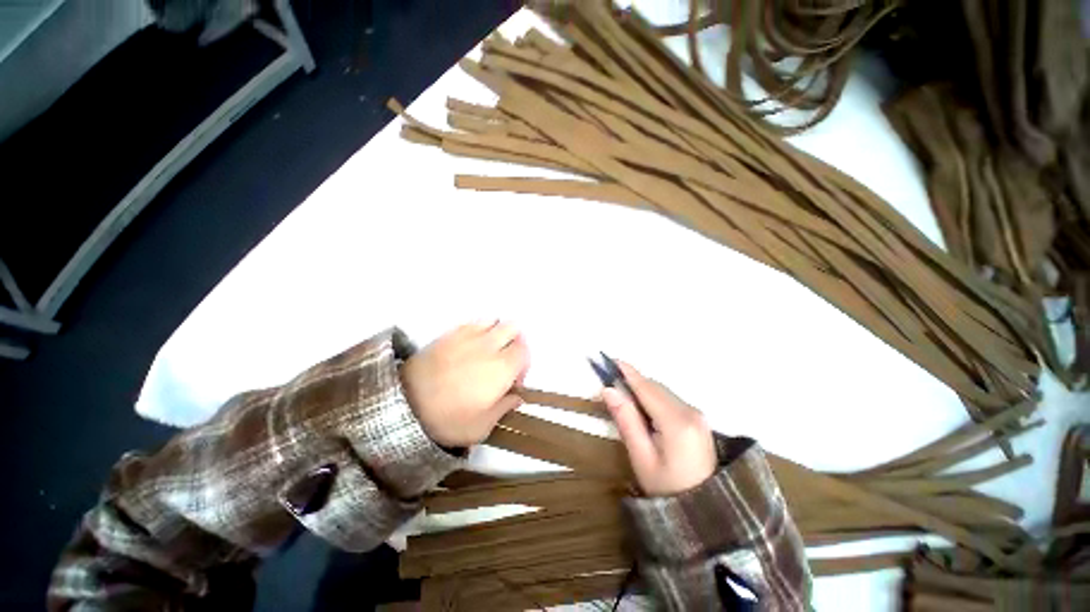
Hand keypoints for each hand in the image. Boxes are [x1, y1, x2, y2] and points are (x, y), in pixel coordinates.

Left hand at [401, 322, 529, 447]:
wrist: (405, 403)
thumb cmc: (448, 420)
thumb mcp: (482, 427)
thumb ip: (503, 408)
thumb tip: (516, 397)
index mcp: (501, 368)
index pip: (525, 351)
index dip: (523, 367)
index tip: (512, 384)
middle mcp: (488, 346)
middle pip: (512, 329)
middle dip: (513, 345)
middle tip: (503, 367)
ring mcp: (466, 336)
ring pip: (492, 321)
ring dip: (495, 334)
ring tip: (484, 356)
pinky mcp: (446, 334)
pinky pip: (471, 323)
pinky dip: (476, 331)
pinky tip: (466, 351)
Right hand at [602, 362, 716, 496]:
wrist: (700, 505)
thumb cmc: (665, 487)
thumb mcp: (641, 458)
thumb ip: (627, 422)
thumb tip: (609, 391)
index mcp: (677, 421)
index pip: (648, 389)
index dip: (627, 374)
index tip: (608, 360)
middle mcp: (692, 411)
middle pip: (658, 389)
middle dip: (633, 384)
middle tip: (607, 387)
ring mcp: (699, 415)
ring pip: (666, 395)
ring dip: (644, 393)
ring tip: (620, 399)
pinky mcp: (700, 421)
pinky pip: (673, 403)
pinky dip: (656, 402)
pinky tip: (643, 411)